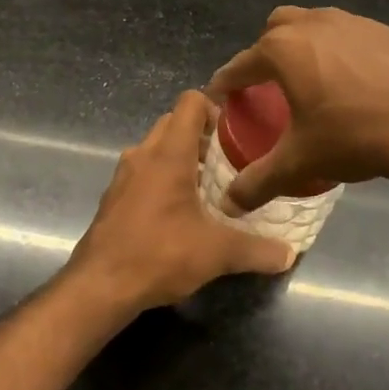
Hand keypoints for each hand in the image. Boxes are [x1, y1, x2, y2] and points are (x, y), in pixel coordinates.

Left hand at [64, 91, 295, 314]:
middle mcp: (143, 155)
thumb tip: (289, 254)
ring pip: (156, 148)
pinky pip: (143, 172)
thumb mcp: (217, 253)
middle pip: (173, 122)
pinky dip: (162, 178)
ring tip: (209, 185)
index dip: (214, 106)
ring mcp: (123, 176)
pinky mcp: (113, 198)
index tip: (235, 131)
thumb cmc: (159, 254)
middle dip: (201, 134)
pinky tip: (180, 211)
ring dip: (180, 157)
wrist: (99, 287)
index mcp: (169, 153)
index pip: (190, 102)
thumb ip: (257, 250)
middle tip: (228, 159)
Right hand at [206, 6, 388, 212]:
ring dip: (302, 46)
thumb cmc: (355, 137)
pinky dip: (337, 50)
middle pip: (275, 30)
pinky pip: (346, 33)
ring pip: (312, 24)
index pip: (240, 64)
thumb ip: (258, 181)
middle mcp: (312, 24)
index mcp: (283, 50)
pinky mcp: (383, 29)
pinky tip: (351, 82)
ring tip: (310, 80)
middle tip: (268, 86)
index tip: (220, 96)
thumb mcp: (300, 162)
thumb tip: (229, 204)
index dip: (226, 82)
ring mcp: (351, 22)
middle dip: (264, 53)